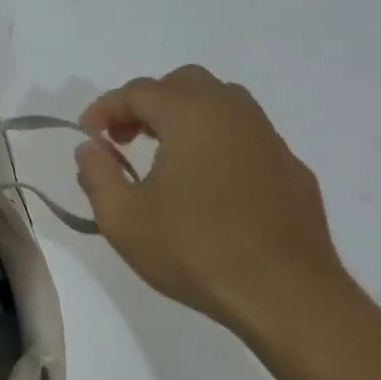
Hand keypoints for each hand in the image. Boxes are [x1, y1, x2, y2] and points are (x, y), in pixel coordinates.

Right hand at [73, 65, 352, 331]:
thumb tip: (91, 148)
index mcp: (191, 117)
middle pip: (185, 83)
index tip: (88, 136)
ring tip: (165, 155)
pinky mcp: (292, 170)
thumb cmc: (195, 251)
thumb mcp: (122, 219)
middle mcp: (233, 115)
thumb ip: (97, 174)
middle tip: (126, 138)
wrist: (287, 296)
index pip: (138, 91)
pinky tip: (209, 184)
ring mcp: (270, 140)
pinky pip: (248, 136)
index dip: (105, 108)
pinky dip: (218, 142)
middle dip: (148, 102)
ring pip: (223, 102)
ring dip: (186, 116)